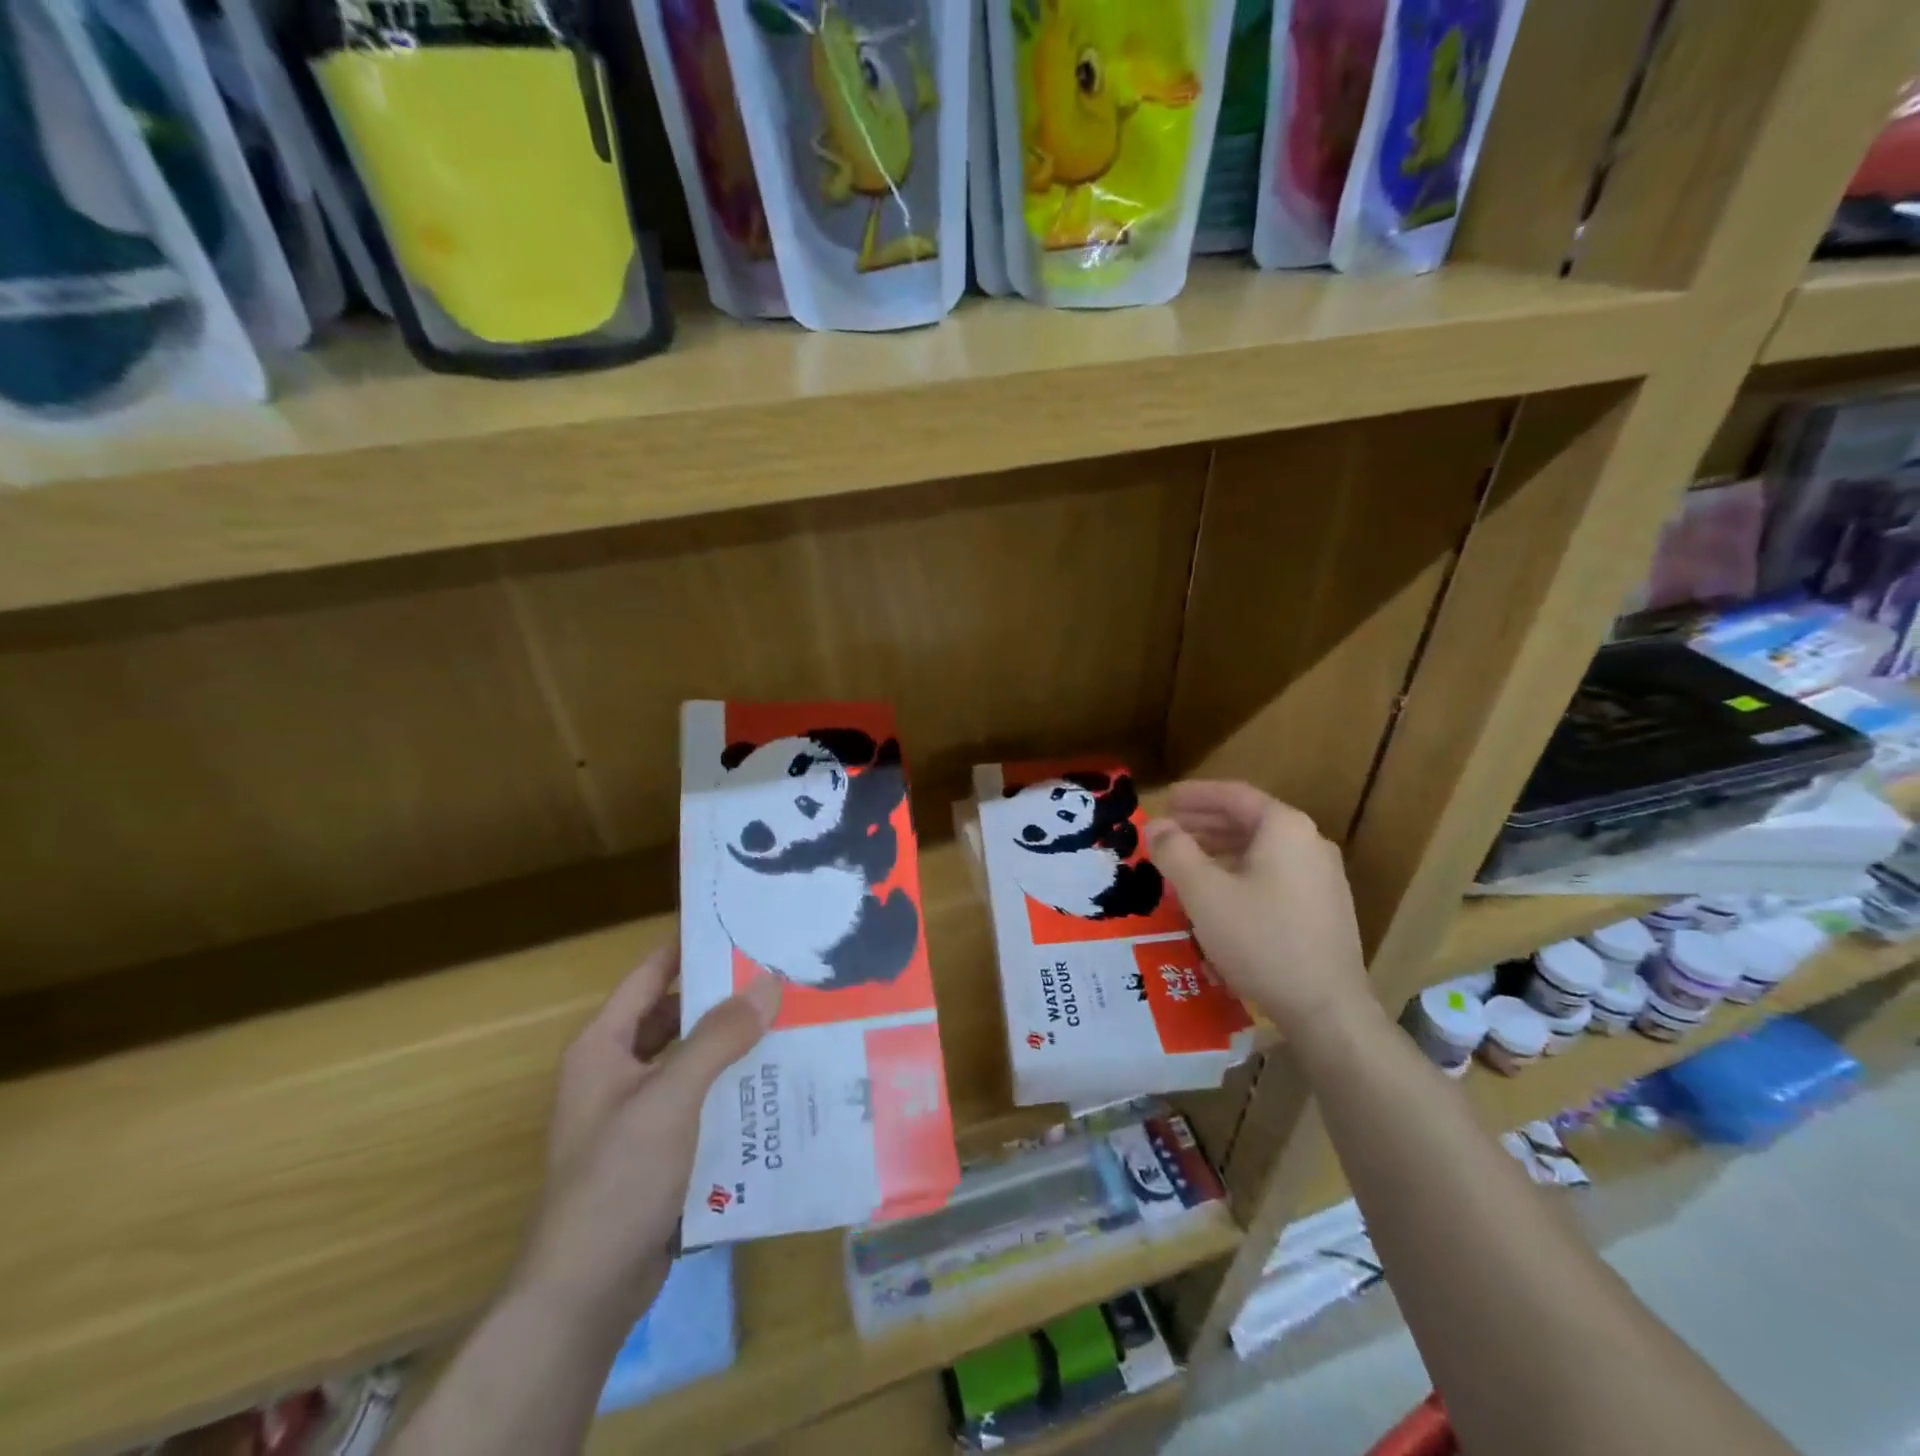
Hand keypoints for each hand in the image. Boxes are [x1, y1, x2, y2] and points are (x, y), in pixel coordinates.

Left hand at [514, 944, 780, 1331]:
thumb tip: (768, 982)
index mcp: (604, 1045)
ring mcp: (636, 1112)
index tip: (744, 925)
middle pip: (676, 1015)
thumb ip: (718, 1037)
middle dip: (725, 998)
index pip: (652, 973)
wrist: (586, 1291)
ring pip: (692, 1059)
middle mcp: (617, 1070)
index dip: (692, 946)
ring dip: (733, 1045)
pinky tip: (775, 1084)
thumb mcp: (671, 1098)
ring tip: (790, 1022)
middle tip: (782, 976)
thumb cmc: (618, 1179)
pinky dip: (731, 1087)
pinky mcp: (657, 1148)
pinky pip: (700, 1099)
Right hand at [1144, 782, 1375, 1041]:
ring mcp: (1323, 877)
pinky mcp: (1324, 908)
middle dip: (1205, 823)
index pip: (1234, 795)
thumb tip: (1155, 826)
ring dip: (1220, 849)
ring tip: (1186, 861)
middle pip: (1250, 820)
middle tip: (1169, 830)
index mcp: (1285, 828)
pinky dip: (1241, 871)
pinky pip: (1275, 874)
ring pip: (1262, 850)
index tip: (1166, 800)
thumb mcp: (1204, 892)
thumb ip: (1174, 851)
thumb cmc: (1260, 939)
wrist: (1326, 1008)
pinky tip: (1219, 894)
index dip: (1195, 796)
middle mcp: (1310, 843)